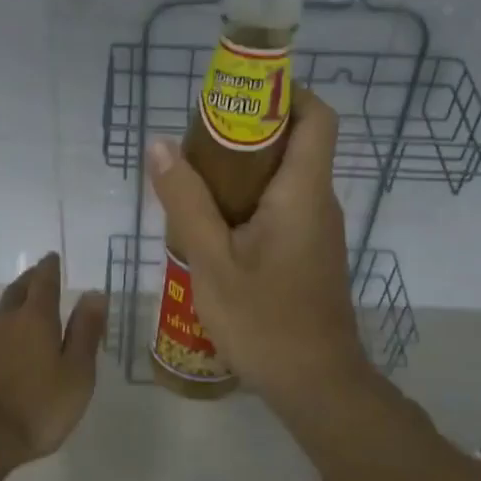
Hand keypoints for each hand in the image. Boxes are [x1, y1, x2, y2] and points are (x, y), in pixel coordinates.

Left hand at [0, 253, 107, 467]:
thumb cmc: (36, 408)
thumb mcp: (76, 374)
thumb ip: (85, 333)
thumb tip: (94, 293)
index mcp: (35, 319)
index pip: (44, 282)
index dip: (50, 268)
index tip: (52, 258)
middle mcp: (2, 320)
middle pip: (16, 291)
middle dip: (29, 280)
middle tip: (36, 274)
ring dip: (8, 309)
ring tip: (16, 313)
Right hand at [146, 90, 372, 408]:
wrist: (316, 385)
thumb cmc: (265, 322)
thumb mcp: (212, 261)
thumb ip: (185, 201)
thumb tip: (161, 145)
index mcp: (303, 192)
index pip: (316, 117)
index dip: (284, 94)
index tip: (237, 100)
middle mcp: (319, 202)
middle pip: (295, 142)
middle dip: (248, 131)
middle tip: (197, 142)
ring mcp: (317, 229)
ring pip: (285, 177)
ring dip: (243, 170)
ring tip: (194, 182)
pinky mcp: (310, 252)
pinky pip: (282, 207)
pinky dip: (250, 201)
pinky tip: (212, 226)